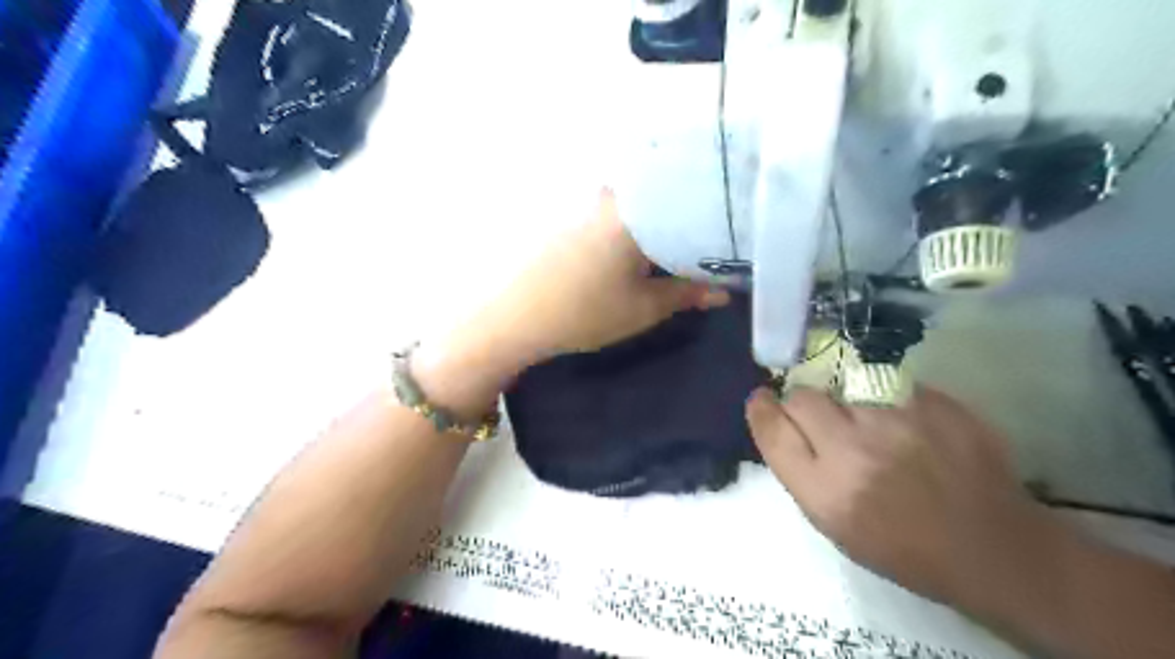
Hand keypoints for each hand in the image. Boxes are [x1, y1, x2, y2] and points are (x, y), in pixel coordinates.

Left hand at [413, 190, 726, 415]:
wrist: (513, 317)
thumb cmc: (583, 312)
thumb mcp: (643, 308)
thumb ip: (687, 294)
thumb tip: (724, 291)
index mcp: (638, 210)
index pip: (694, 198)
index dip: (721, 213)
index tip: (741, 226)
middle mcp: (615, 193)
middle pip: (669, 193)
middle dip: (696, 212)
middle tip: (722, 232)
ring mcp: (590, 199)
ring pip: (644, 199)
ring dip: (667, 216)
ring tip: (691, 236)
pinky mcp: (573, 212)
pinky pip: (620, 207)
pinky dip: (641, 220)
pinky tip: (649, 239)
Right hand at [743, 386, 1056, 613]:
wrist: (996, 548)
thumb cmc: (905, 549)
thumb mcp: (836, 526)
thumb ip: (802, 472)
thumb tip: (780, 422)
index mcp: (827, 492)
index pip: (773, 430)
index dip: (762, 409)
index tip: (762, 400)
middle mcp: (856, 451)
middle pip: (803, 397)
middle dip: (803, 403)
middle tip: (822, 418)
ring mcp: (900, 421)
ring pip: (844, 385)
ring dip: (846, 402)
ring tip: (872, 426)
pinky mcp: (937, 404)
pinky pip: (888, 385)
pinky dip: (887, 400)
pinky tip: (907, 426)